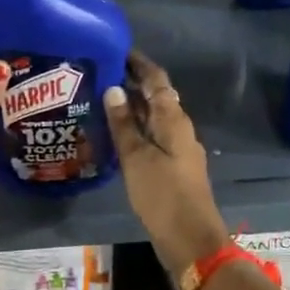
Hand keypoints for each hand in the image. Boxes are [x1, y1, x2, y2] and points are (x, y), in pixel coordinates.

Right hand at [104, 51, 231, 282]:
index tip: (116, 50)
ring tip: (100, 101)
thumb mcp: (137, 158)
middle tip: (99, 75)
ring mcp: (177, 149)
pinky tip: (114, 136)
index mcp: (174, 120)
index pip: (157, 80)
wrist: (190, 239)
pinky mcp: (172, 168)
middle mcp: (179, 129)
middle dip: (131, 84)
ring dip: (131, 108)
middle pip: (156, 98)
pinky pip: (152, 138)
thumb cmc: (163, 195)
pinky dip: (134, 130)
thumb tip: (113, 89)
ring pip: (153, 119)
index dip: (138, 64)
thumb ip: (124, 125)